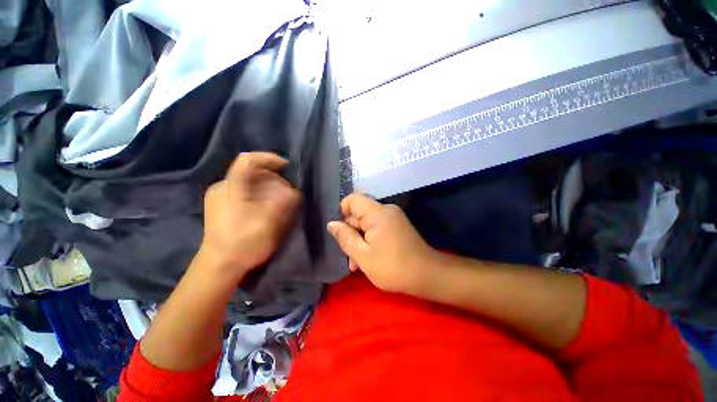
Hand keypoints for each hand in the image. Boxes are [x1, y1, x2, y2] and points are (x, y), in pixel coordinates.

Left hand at [201, 152, 300, 281]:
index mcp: (231, 188)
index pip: (247, 161)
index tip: (286, 165)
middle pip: (251, 172)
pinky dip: (259, 193)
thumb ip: (283, 203)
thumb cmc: (244, 243)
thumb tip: (294, 190)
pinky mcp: (222, 205)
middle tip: (287, 192)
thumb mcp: (268, 222)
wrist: (219, 265)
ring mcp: (220, 196)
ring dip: (267, 187)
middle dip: (272, 177)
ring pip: (249, 182)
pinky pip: (244, 191)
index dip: (268, 158)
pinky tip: (266, 206)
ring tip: (279, 200)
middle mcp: (223, 187)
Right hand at [327, 193, 440, 294]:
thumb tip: (331, 224)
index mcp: (377, 213)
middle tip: (348, 256)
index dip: (342, 212)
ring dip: (360, 240)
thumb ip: (345, 238)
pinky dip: (370, 240)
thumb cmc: (393, 268)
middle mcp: (386, 210)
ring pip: (367, 223)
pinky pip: (377, 227)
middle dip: (351, 233)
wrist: (428, 276)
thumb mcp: (363, 256)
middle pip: (359, 213)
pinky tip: (367, 258)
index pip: (353, 199)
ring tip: (356, 264)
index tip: (339, 232)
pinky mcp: (397, 226)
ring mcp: (393, 217)